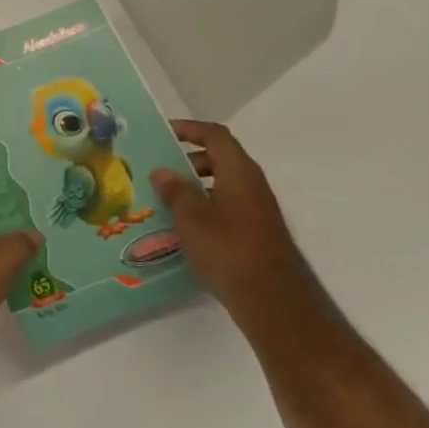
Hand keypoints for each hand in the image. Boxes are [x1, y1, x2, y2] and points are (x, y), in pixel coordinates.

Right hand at [150, 120, 308, 316]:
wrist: (270, 298)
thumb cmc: (227, 249)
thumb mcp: (191, 217)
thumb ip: (175, 191)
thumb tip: (162, 171)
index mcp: (239, 173)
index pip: (215, 136)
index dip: (189, 129)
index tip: (163, 133)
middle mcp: (252, 185)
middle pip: (220, 159)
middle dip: (188, 160)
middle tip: (158, 171)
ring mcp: (256, 209)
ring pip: (222, 185)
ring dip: (194, 186)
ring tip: (163, 200)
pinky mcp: (254, 231)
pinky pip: (225, 206)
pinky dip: (203, 207)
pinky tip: (181, 227)